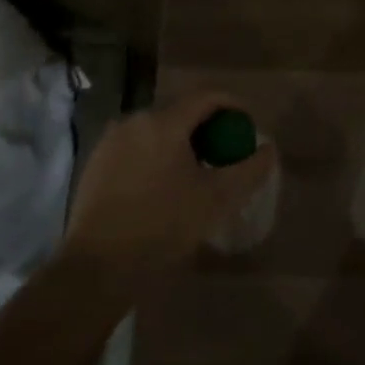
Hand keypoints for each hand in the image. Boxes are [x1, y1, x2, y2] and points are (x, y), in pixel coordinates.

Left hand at [61, 92, 276, 284]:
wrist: (98, 267)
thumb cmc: (162, 227)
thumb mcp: (216, 200)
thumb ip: (249, 170)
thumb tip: (269, 149)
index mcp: (163, 122)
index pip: (206, 97)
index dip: (233, 105)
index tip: (248, 125)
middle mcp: (134, 120)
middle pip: (180, 112)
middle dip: (207, 127)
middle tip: (224, 154)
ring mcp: (110, 140)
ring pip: (156, 131)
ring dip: (180, 143)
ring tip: (194, 173)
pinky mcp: (95, 162)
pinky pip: (135, 147)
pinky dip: (155, 156)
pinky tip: (161, 186)